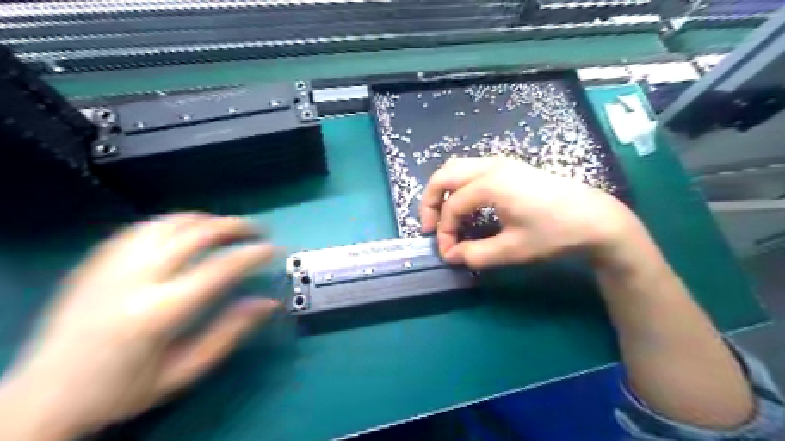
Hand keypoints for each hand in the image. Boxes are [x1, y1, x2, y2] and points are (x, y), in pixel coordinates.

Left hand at [1, 213, 277, 440]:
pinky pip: (141, 227)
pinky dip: (174, 222)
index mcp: (158, 312)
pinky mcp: (95, 262)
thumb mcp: (184, 372)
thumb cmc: (122, 391)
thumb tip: (268, 303)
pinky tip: (187, 230)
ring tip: (227, 227)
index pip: (219, 268)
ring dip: (206, 219)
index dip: (253, 254)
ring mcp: (110, 266)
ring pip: (167, 223)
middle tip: (257, 230)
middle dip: (234, 226)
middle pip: (194, 234)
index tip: (274, 249)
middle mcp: (134, 280)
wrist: (42, 398)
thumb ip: (229, 333)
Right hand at [419, 156, 639, 269]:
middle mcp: (491, 166)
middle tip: (430, 227)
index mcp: (490, 184)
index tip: (449, 253)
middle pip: (444, 176)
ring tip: (445, 215)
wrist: (595, 219)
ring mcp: (501, 163)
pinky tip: (465, 204)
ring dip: (443, 191)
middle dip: (430, 202)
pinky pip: (471, 169)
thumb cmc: (554, 233)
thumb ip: (476, 254)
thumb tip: (452, 256)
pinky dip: (458, 185)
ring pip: (456, 168)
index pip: (452, 207)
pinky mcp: (509, 167)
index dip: (445, 232)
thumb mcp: (513, 250)